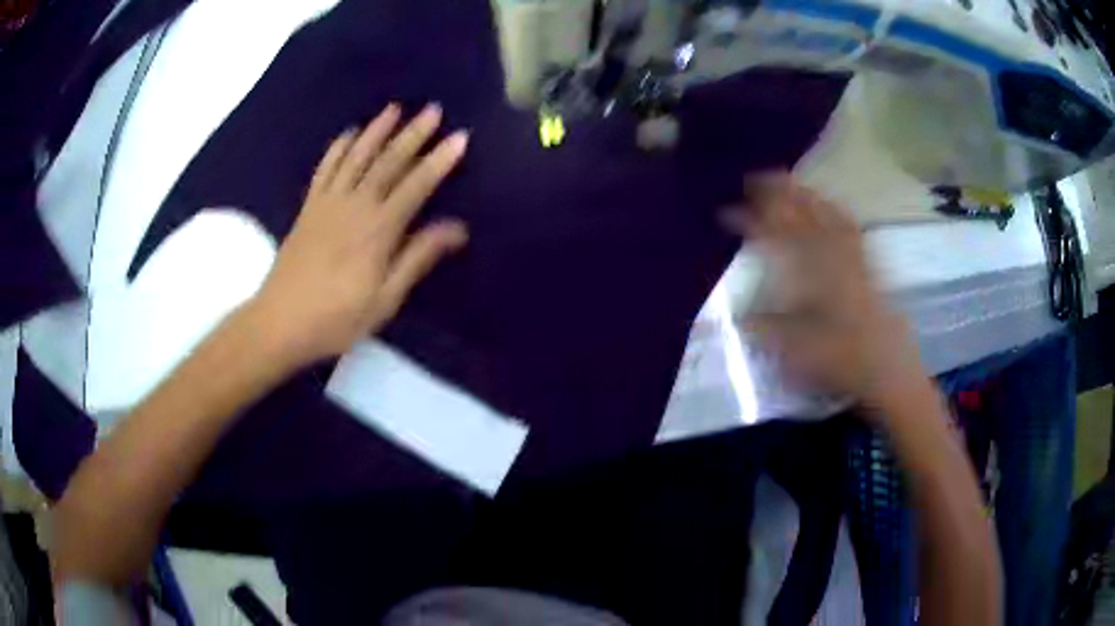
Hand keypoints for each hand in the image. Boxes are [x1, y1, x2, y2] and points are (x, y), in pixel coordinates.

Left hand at [248, 103, 468, 367]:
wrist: (280, 321)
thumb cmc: (337, 318)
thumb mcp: (385, 299)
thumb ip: (417, 258)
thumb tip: (457, 228)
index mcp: (379, 230)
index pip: (416, 186)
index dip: (439, 160)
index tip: (460, 136)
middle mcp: (355, 206)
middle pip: (388, 162)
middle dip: (413, 134)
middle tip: (433, 109)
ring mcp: (328, 202)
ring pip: (357, 157)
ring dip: (377, 130)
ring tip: (395, 108)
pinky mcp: (309, 206)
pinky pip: (325, 168)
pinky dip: (338, 148)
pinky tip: (348, 133)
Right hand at [724, 174, 924, 409]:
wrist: (888, 370)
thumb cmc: (841, 362)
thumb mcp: (795, 353)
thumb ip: (766, 329)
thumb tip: (739, 316)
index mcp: (808, 275)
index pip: (772, 238)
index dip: (748, 222)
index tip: (726, 213)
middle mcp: (830, 257)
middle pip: (800, 214)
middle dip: (776, 193)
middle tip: (754, 179)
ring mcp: (851, 257)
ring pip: (826, 214)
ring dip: (804, 194)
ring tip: (788, 181)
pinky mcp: (868, 265)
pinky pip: (849, 227)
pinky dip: (835, 210)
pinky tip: (830, 206)